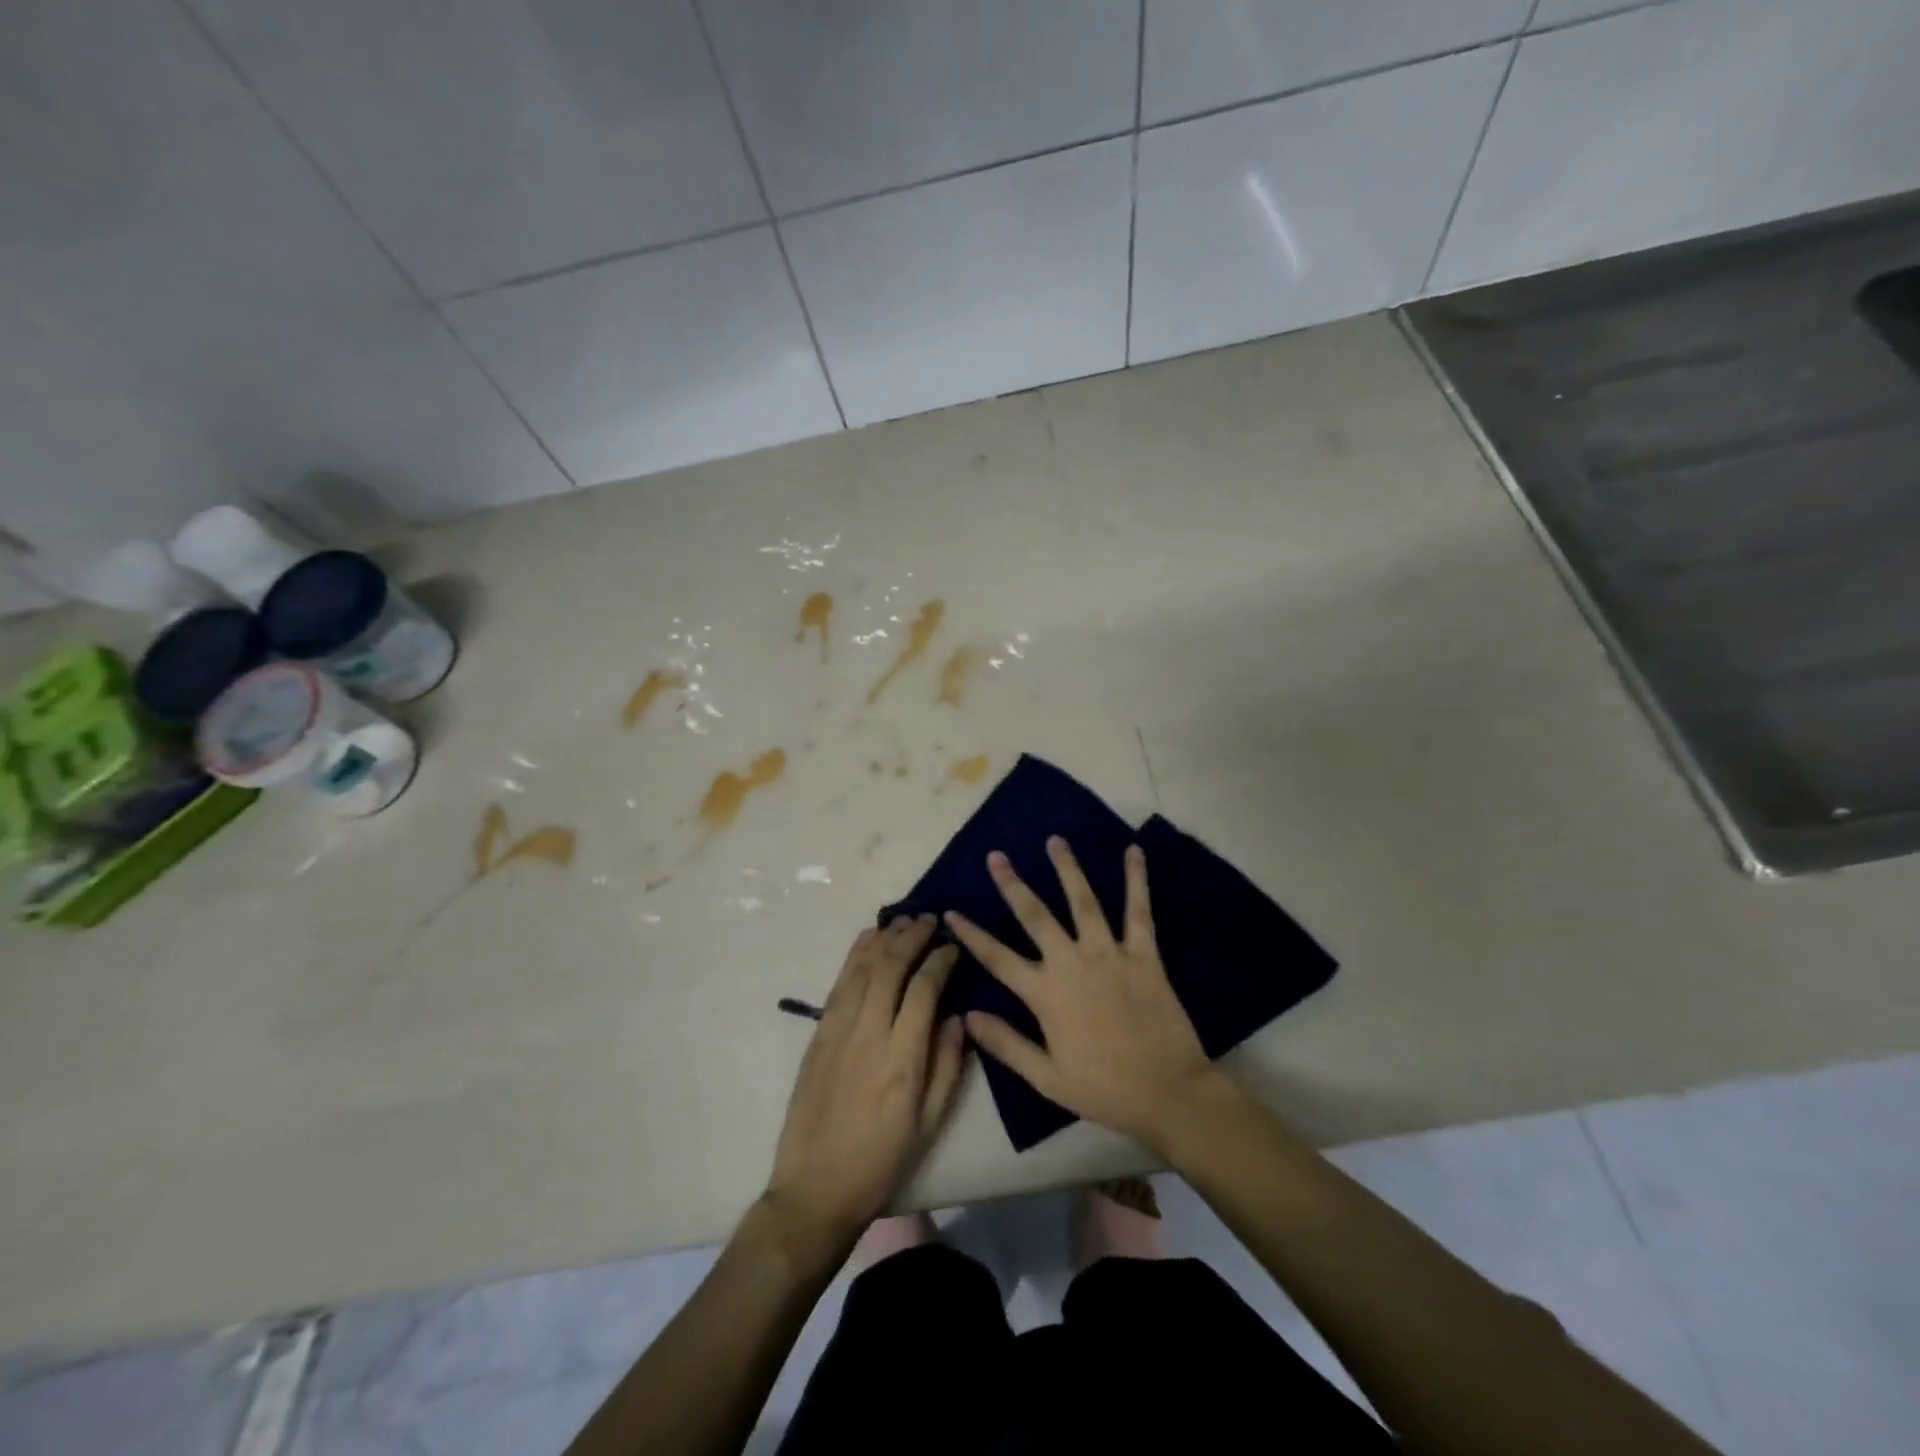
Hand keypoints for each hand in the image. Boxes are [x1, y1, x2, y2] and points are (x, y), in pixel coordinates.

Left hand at [764, 915, 967, 1246]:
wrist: (815, 1189)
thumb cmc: (881, 1161)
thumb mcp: (930, 1123)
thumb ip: (948, 1065)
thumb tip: (957, 1016)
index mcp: (903, 1059)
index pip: (925, 990)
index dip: (941, 961)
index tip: (953, 948)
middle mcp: (869, 1034)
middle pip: (891, 967)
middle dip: (913, 937)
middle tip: (931, 919)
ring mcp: (838, 1031)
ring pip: (863, 968)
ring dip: (885, 938)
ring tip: (904, 920)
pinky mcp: (818, 1035)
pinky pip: (839, 984)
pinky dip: (855, 955)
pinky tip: (868, 939)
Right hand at [946, 838, 1218, 1152]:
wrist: (1168, 1092)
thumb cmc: (1104, 1088)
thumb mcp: (1046, 1078)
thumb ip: (1006, 1044)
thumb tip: (967, 1016)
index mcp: (1046, 994)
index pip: (998, 958)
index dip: (972, 934)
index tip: (952, 912)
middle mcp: (1072, 963)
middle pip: (1035, 916)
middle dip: (1013, 885)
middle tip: (996, 856)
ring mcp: (1109, 954)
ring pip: (1083, 901)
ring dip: (1067, 869)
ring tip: (1054, 840)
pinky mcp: (1144, 954)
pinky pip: (1138, 911)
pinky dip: (1136, 880)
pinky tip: (1133, 851)